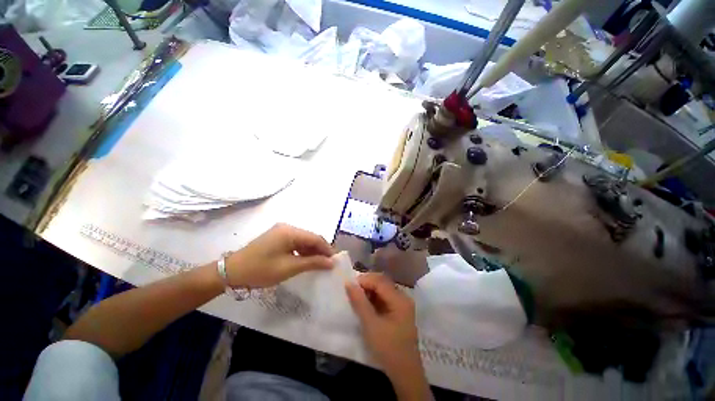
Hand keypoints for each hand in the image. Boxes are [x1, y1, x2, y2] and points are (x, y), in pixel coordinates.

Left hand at [225, 223, 333, 287]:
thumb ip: (312, 262)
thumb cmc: (261, 270)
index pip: (315, 238)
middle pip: (310, 238)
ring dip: (312, 251)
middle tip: (328, 264)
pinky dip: (303, 251)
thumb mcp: (289, 267)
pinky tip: (306, 260)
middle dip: (320, 250)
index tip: (335, 261)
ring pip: (304, 240)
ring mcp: (281, 231)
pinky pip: (295, 242)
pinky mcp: (277, 237)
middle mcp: (287, 227)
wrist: (231, 272)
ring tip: (319, 264)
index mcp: (290, 231)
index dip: (327, 249)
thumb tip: (331, 262)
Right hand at [345, 273, 421, 375]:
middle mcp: (403, 297)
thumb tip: (348, 283)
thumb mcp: (370, 325)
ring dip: (369, 290)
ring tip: (356, 298)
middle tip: (352, 291)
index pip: (380, 281)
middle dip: (366, 284)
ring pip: (383, 289)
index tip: (349, 286)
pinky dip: (374, 298)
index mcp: (399, 299)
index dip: (364, 280)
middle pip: (383, 282)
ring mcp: (402, 304)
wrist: (405, 374)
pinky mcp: (399, 311)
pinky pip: (385, 298)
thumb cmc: (388, 349)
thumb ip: (359, 302)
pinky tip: (365, 305)